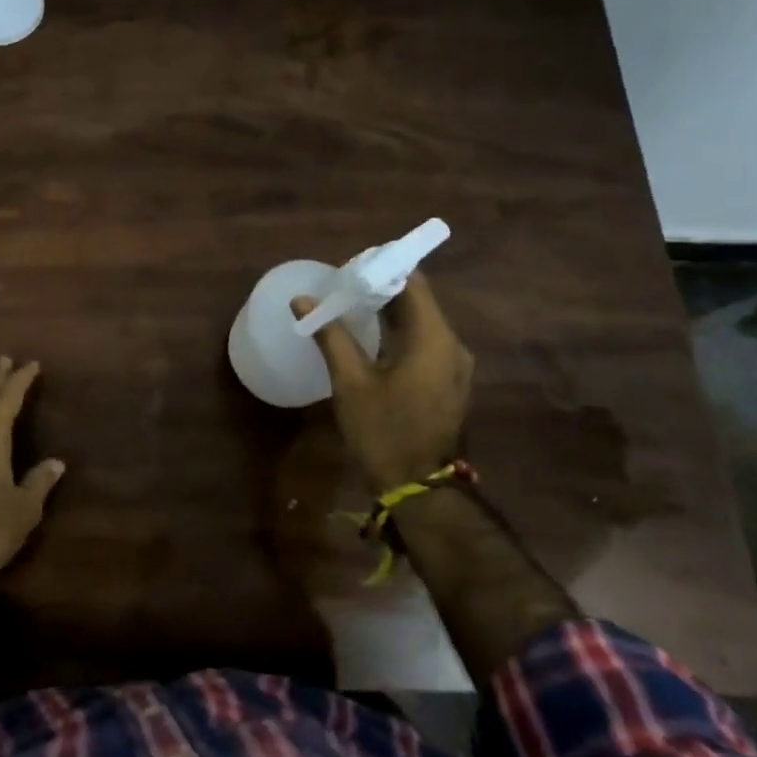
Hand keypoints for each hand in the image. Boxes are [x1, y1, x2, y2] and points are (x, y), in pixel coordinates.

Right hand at [292, 271, 473, 493]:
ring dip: (388, 312)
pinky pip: (424, 342)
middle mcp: (452, 345)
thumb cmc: (383, 432)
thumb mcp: (350, 382)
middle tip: (341, 286)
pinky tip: (369, 338)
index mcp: (434, 338)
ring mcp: (453, 365)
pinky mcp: (447, 382)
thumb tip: (302, 300)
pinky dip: (398, 333)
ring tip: (349, 307)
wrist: (418, 489)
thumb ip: (330, 336)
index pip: (414, 282)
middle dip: (381, 289)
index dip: (382, 268)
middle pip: (418, 301)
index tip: (349, 268)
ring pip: (421, 322)